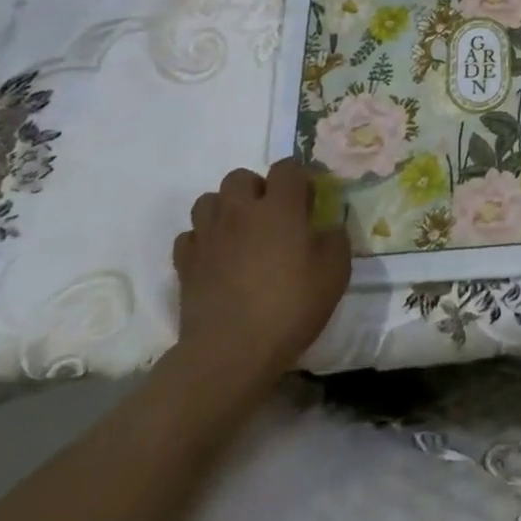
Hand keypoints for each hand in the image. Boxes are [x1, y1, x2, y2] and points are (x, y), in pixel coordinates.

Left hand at [172, 159, 349, 393]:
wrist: (230, 353)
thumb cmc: (290, 306)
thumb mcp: (336, 271)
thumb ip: (335, 238)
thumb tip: (327, 228)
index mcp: (280, 206)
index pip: (287, 167)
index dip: (298, 179)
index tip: (307, 203)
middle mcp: (241, 211)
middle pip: (239, 177)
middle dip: (255, 189)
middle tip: (271, 217)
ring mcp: (209, 237)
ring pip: (208, 201)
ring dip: (224, 210)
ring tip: (240, 233)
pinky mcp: (185, 265)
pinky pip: (189, 236)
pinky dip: (202, 241)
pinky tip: (216, 258)